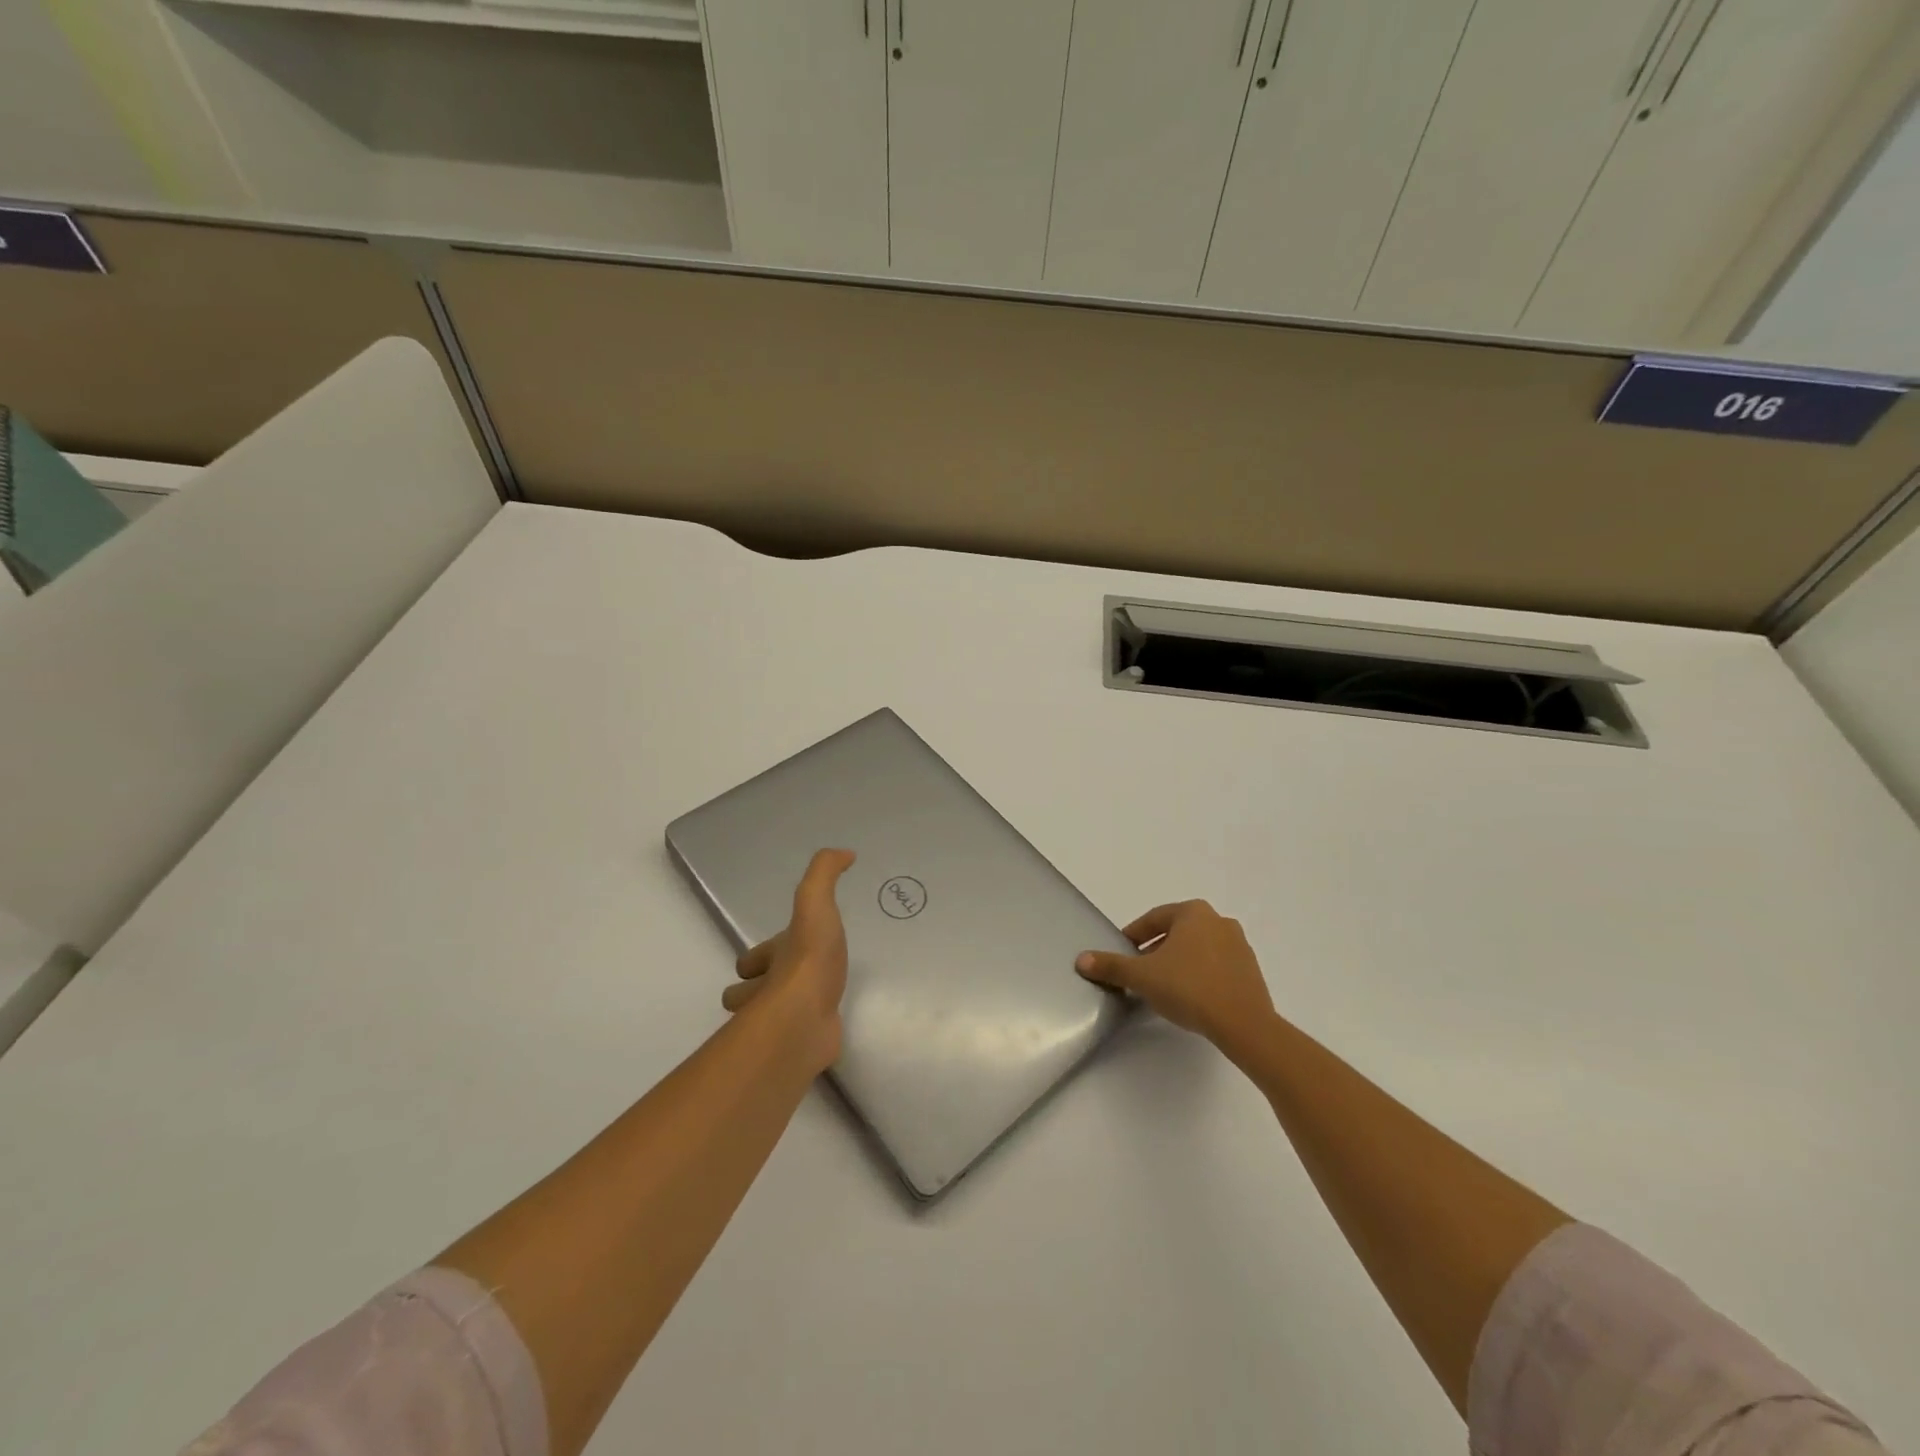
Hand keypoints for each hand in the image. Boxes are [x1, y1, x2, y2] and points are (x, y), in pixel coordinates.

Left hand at [724, 849, 854, 1072]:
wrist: (806, 1019)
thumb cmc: (808, 961)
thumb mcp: (816, 905)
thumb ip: (825, 874)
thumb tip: (845, 852)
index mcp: (770, 960)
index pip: (750, 960)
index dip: (760, 955)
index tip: (780, 950)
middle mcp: (767, 992)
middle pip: (751, 992)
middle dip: (762, 988)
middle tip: (791, 981)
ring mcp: (780, 1024)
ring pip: (769, 1020)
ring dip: (781, 1012)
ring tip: (813, 1002)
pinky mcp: (797, 1049)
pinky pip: (796, 1041)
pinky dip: (805, 1034)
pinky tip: (827, 1024)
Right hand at [1076, 900, 1274, 1045]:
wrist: (1243, 1025)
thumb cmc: (1189, 988)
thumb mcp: (1142, 976)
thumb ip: (1112, 966)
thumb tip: (1082, 959)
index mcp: (1193, 912)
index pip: (1153, 919)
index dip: (1133, 936)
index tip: (1122, 953)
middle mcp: (1219, 921)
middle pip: (1176, 932)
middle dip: (1156, 950)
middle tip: (1140, 972)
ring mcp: (1239, 945)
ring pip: (1197, 949)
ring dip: (1178, 962)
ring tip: (1163, 987)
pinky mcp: (1251, 971)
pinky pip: (1216, 966)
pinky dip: (1199, 975)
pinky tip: (1190, 998)